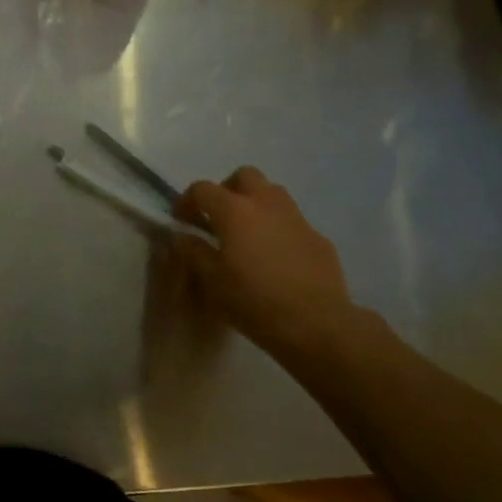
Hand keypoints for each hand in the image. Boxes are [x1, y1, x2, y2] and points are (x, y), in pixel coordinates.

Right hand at [170, 167, 360, 354]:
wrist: (317, 325)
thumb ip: (194, 252)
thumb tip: (182, 236)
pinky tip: (277, 257)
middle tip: (220, 217)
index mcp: (234, 211)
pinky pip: (294, 222)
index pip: (202, 189)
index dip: (187, 200)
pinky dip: (279, 229)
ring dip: (256, 204)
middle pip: (245, 176)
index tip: (182, 219)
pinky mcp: (319, 238)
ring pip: (273, 193)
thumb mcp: (212, 280)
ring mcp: (297, 219)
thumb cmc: (254, 301)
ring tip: (249, 233)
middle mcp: (266, 204)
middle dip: (228, 189)